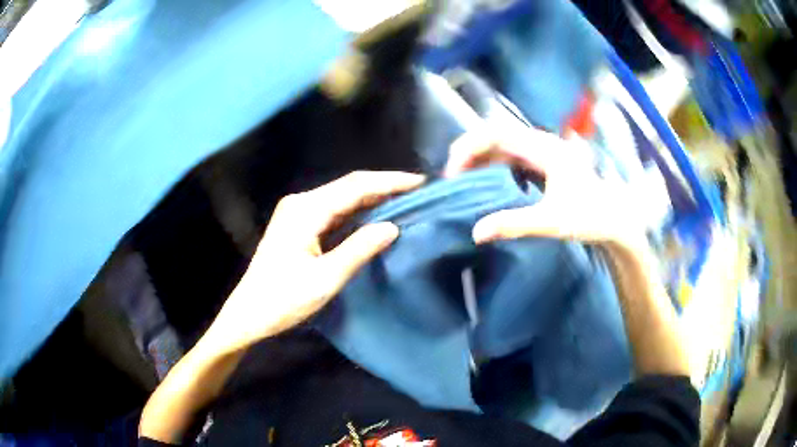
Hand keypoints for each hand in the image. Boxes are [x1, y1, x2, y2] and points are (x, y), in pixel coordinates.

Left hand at [203, 171, 424, 353]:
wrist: (249, 314)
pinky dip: (358, 212)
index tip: (421, 183)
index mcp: (306, 210)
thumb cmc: (283, 300)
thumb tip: (392, 227)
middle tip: (419, 192)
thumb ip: (359, 249)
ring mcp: (298, 212)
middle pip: (349, 187)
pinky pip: (334, 211)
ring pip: (343, 198)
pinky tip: (376, 216)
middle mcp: (301, 203)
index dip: (390, 182)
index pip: (356, 186)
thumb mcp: (325, 278)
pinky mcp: (298, 224)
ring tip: (406, 201)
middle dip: (384, 187)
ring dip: (373, 198)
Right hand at [444, 127, 646, 248]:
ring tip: (463, 181)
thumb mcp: (552, 221)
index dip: (469, 147)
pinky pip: (511, 158)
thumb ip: (514, 224)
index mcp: (544, 149)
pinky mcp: (544, 163)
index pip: (496, 133)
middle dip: (470, 152)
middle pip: (496, 135)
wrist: (615, 220)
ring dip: (480, 159)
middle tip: (452, 178)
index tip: (453, 172)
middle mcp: (542, 143)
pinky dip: (493, 167)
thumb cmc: (590, 218)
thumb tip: (476, 232)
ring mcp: (543, 152)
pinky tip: (486, 183)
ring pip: (502, 146)